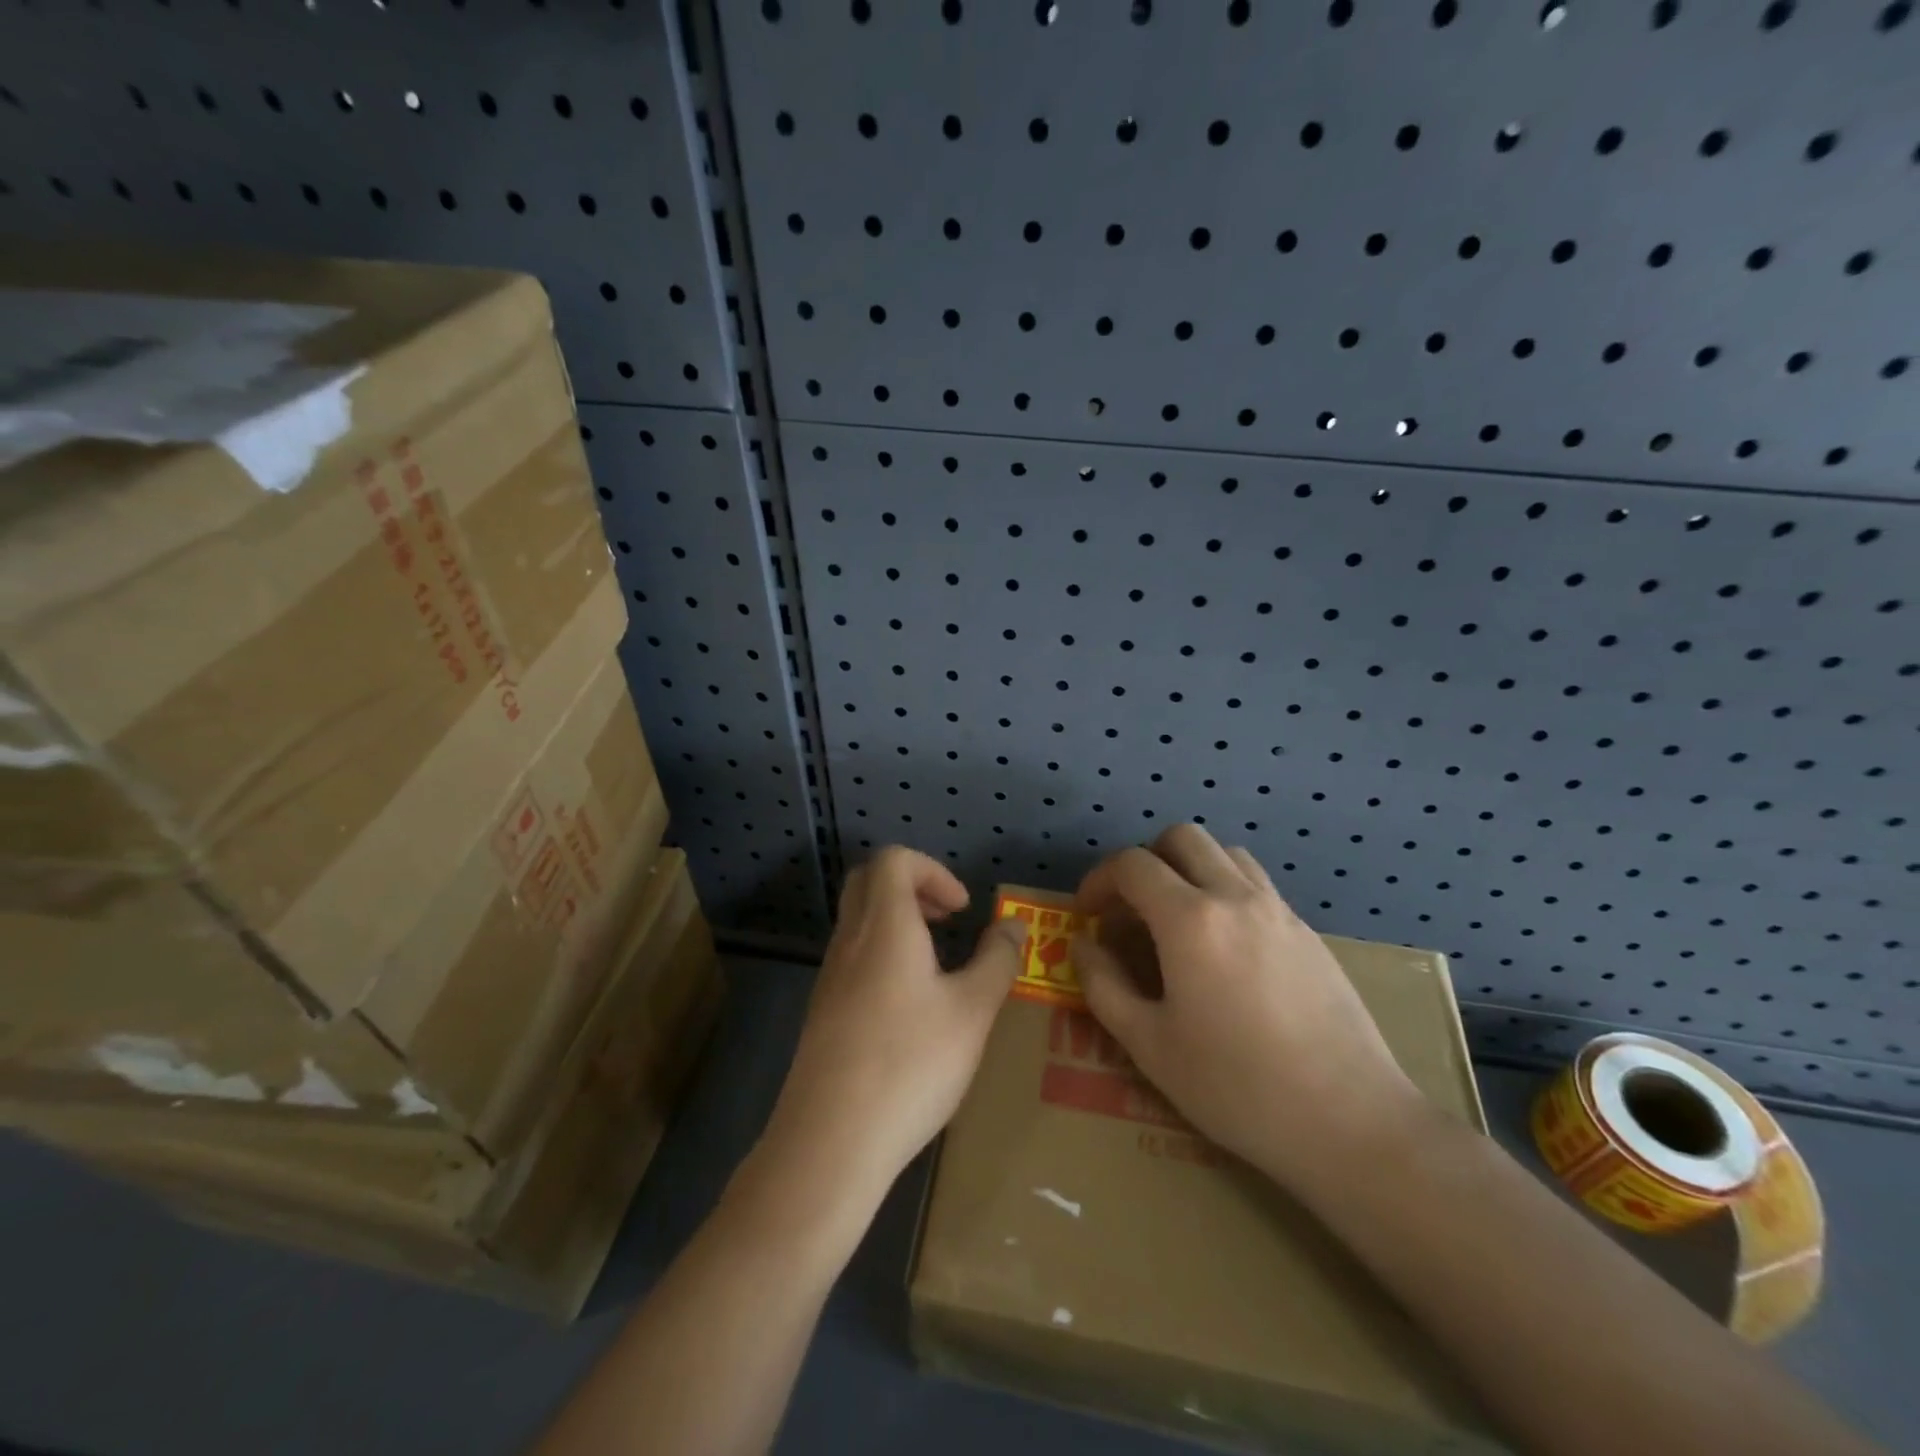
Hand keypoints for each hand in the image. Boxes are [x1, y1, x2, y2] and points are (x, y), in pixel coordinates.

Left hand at [758, 847, 1024, 1203]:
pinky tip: (910, 1006)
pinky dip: (882, 955)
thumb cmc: (909, 1065)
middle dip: (911, 886)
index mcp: (884, 926)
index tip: (962, 910)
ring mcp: (829, 976)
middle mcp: (849, 940)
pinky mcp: (822, 1011)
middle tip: (947, 920)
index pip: (894, 859)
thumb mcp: (972, 1012)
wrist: (829, 1142)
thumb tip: (1013, 925)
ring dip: (896, 922)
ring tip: (937, 963)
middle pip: (868, 880)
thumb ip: (997, 961)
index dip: (933, 870)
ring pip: (857, 920)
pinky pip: (852, 957)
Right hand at [1072, 825, 1424, 1197]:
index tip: (1087, 914)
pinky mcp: (1309, 933)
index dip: (1098, 879)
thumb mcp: (1149, 1045)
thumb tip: (1083, 945)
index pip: (1132, 865)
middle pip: (1182, 837)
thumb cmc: (1236, 1087)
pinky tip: (1225, 948)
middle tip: (1131, 908)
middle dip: (1145, 860)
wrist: (1351, 1122)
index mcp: (1190, 919)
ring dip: (1190, 868)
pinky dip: (1226, 891)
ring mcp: (1279, 910)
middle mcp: (1235, 897)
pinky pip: (1257, 885)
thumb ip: (1104, 986)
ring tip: (1177, 919)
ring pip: (1226, 853)